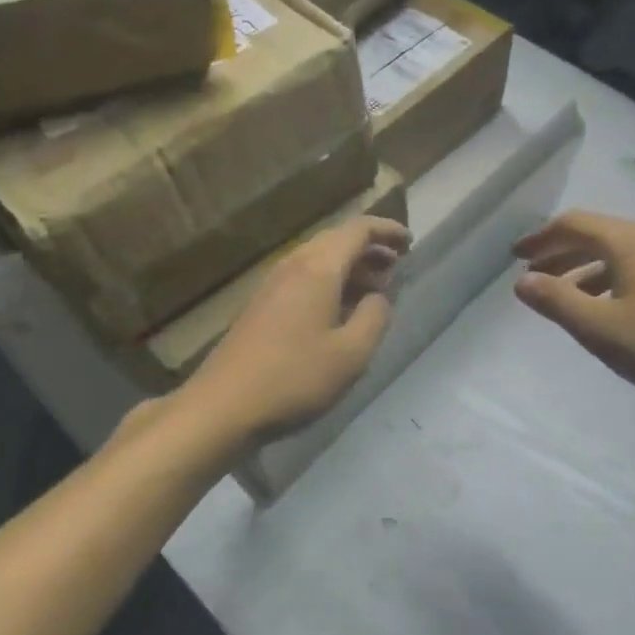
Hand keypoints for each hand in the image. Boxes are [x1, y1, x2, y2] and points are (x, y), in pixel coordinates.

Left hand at [184, 216, 410, 443]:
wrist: (224, 405)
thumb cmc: (295, 378)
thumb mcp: (352, 353)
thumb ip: (375, 317)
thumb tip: (379, 296)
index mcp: (318, 269)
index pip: (357, 230)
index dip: (387, 230)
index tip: (410, 242)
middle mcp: (293, 266)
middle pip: (336, 240)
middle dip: (370, 247)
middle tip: (397, 265)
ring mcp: (272, 285)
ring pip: (318, 259)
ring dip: (349, 266)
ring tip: (375, 288)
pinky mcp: (261, 305)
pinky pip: (303, 277)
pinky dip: (329, 281)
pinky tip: (339, 310)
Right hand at [513, 211, 634, 414]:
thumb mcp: (600, 328)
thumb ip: (556, 301)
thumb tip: (522, 281)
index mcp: (629, 241)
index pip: (574, 223)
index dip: (541, 238)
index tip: (516, 256)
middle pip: (596, 234)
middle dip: (560, 252)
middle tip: (533, 275)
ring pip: (619, 252)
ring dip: (585, 268)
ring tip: (564, 296)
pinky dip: (611, 278)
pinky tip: (608, 308)